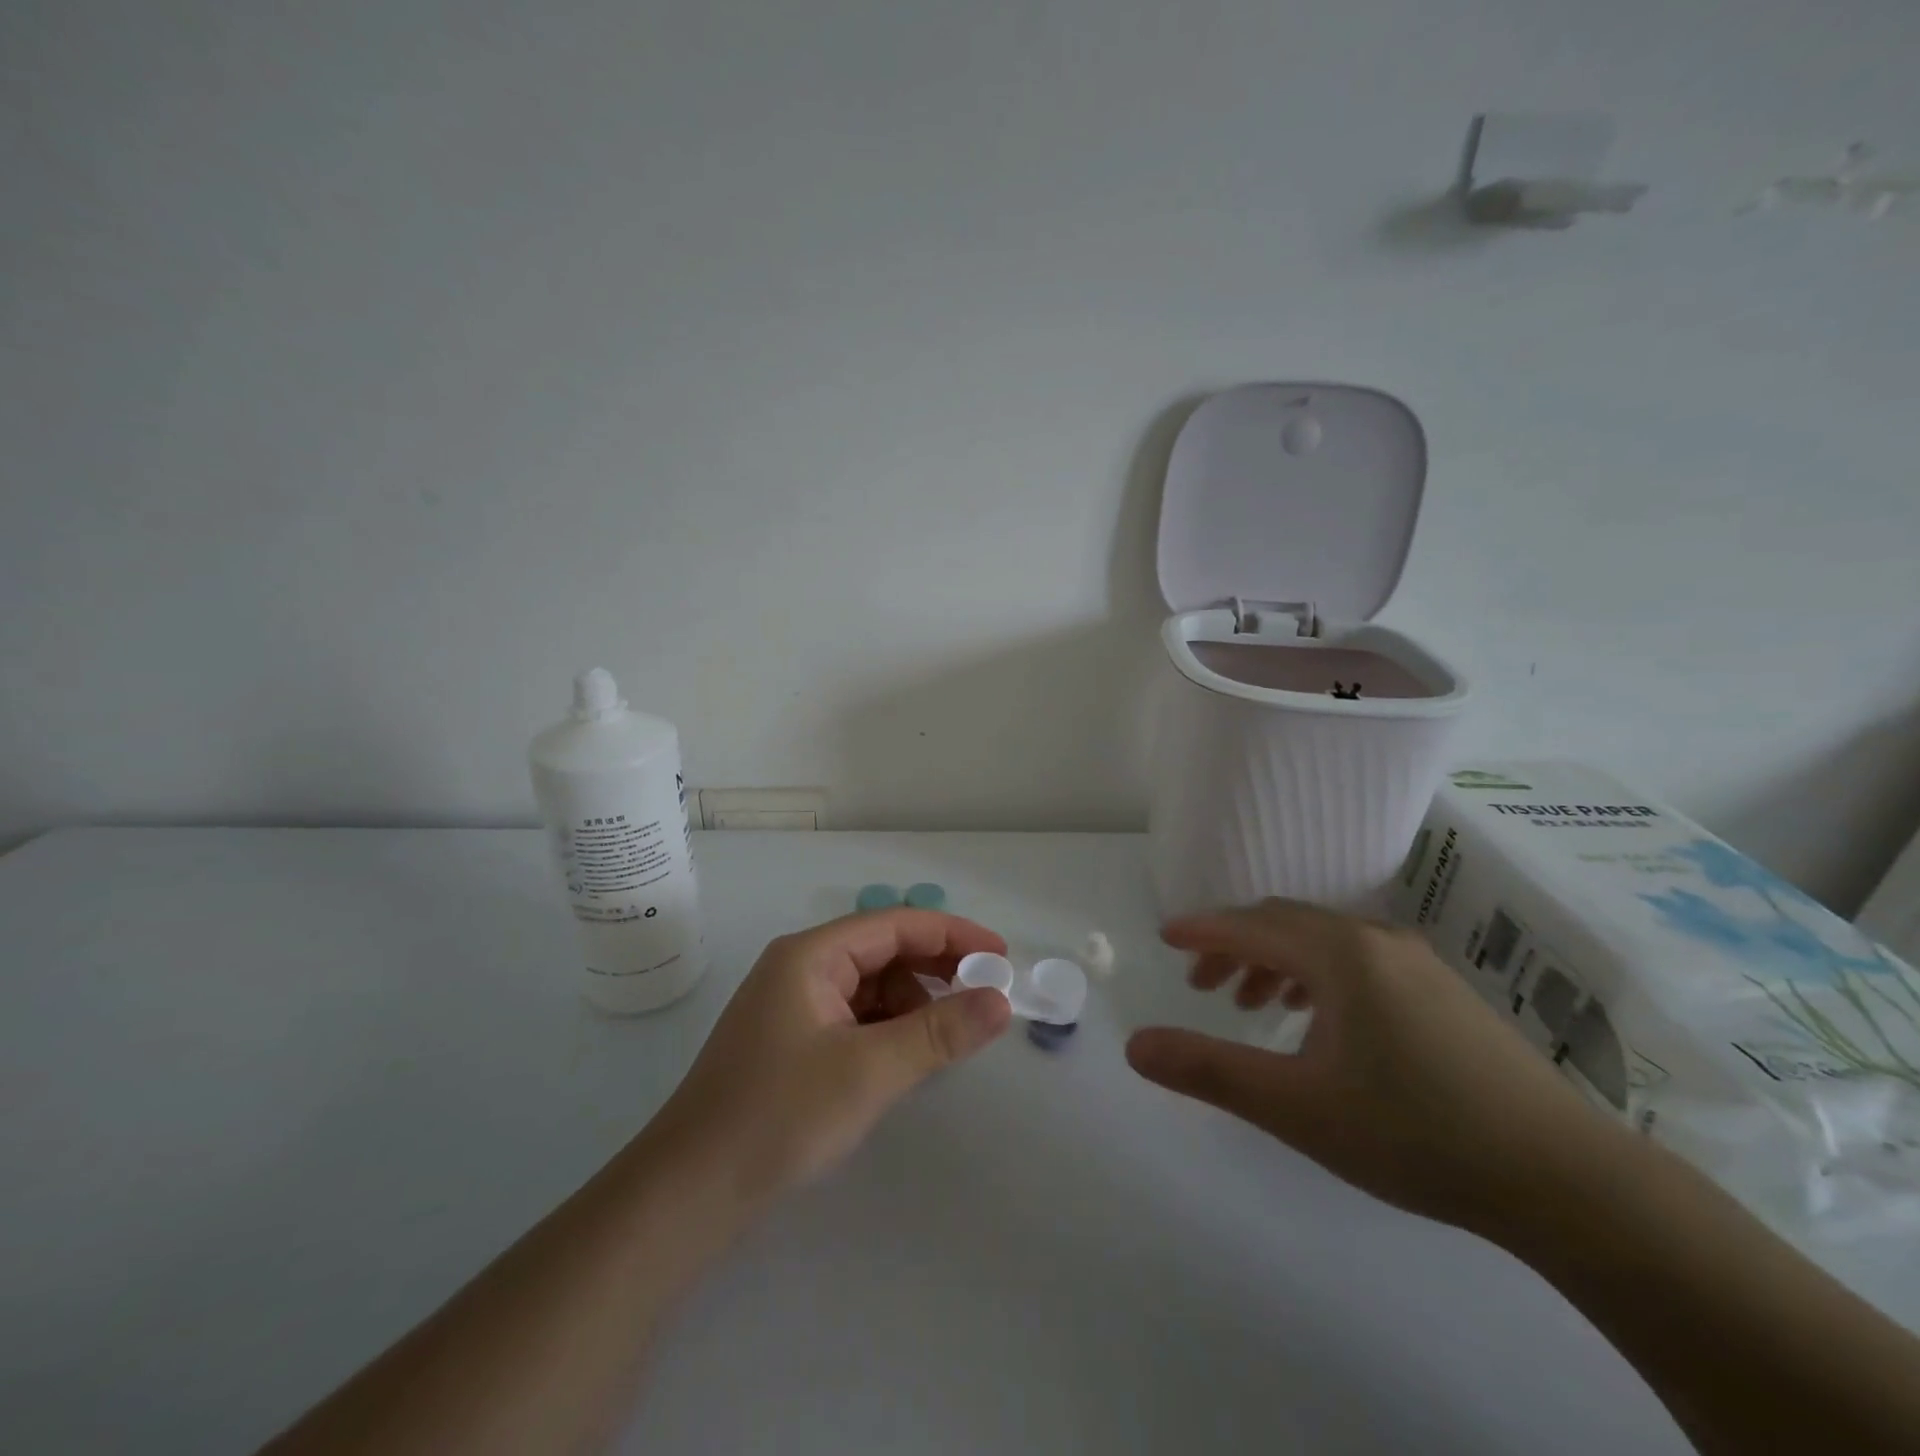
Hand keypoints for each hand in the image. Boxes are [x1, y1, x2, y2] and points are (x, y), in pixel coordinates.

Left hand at [651, 909, 1013, 1208]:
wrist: (689, 1193)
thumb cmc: (779, 1116)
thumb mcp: (870, 1070)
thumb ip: (939, 1032)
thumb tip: (1001, 1000)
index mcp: (811, 954)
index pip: (896, 924)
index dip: (952, 934)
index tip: (1000, 956)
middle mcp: (801, 967)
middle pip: (882, 950)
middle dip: (935, 969)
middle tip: (984, 995)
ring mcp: (793, 1004)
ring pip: (869, 986)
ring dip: (911, 1003)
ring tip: (944, 1038)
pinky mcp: (791, 1040)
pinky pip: (853, 1016)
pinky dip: (886, 1028)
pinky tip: (905, 1057)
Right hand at [1125, 899, 1620, 1236]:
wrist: (1564, 1178)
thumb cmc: (1414, 1133)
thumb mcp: (1295, 1107)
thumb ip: (1209, 1070)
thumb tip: (1134, 1044)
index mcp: (1339, 953)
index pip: (1251, 925)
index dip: (1203, 930)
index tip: (1165, 937)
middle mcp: (1376, 940)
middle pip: (1285, 924)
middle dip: (1235, 947)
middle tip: (1202, 985)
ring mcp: (1417, 962)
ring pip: (1323, 941)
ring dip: (1276, 962)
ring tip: (1253, 1005)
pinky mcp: (1443, 990)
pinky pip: (1358, 961)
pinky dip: (1317, 976)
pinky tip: (1319, 1020)